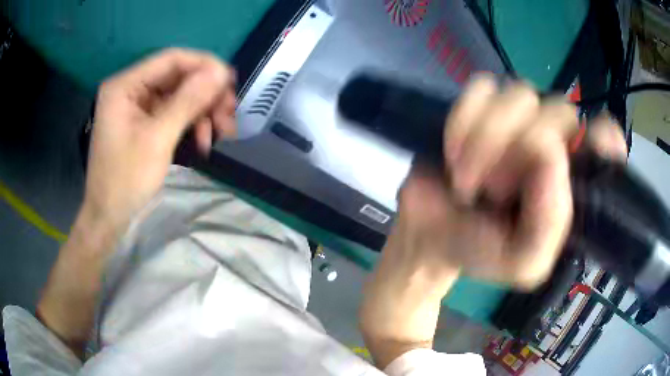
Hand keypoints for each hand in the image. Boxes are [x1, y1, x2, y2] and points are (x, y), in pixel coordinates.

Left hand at [83, 48, 236, 233]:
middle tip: (229, 113)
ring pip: (179, 96)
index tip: (230, 82)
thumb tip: (220, 72)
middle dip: (205, 94)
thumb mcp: (158, 139)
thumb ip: (188, 101)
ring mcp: (137, 106)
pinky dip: (190, 124)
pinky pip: (173, 113)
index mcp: (125, 85)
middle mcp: (131, 89)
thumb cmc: (126, 180)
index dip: (204, 65)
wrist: (109, 217)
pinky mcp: (143, 122)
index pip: (171, 59)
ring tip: (221, 132)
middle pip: (177, 77)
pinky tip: (203, 141)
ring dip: (202, 111)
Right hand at [393, 75, 626, 288]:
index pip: (606, 138)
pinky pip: (481, 87)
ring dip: (486, 140)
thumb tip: (550, 154)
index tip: (578, 153)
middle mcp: (555, 140)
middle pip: (560, 112)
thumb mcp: (524, 263)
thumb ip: (550, 227)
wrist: (432, 236)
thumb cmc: (483, 252)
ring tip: (468, 180)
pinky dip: (462, 120)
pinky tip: (453, 151)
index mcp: (574, 180)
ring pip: (520, 95)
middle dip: (521, 153)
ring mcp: (519, 117)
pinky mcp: (482, 104)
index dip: (601, 138)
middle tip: (495, 192)